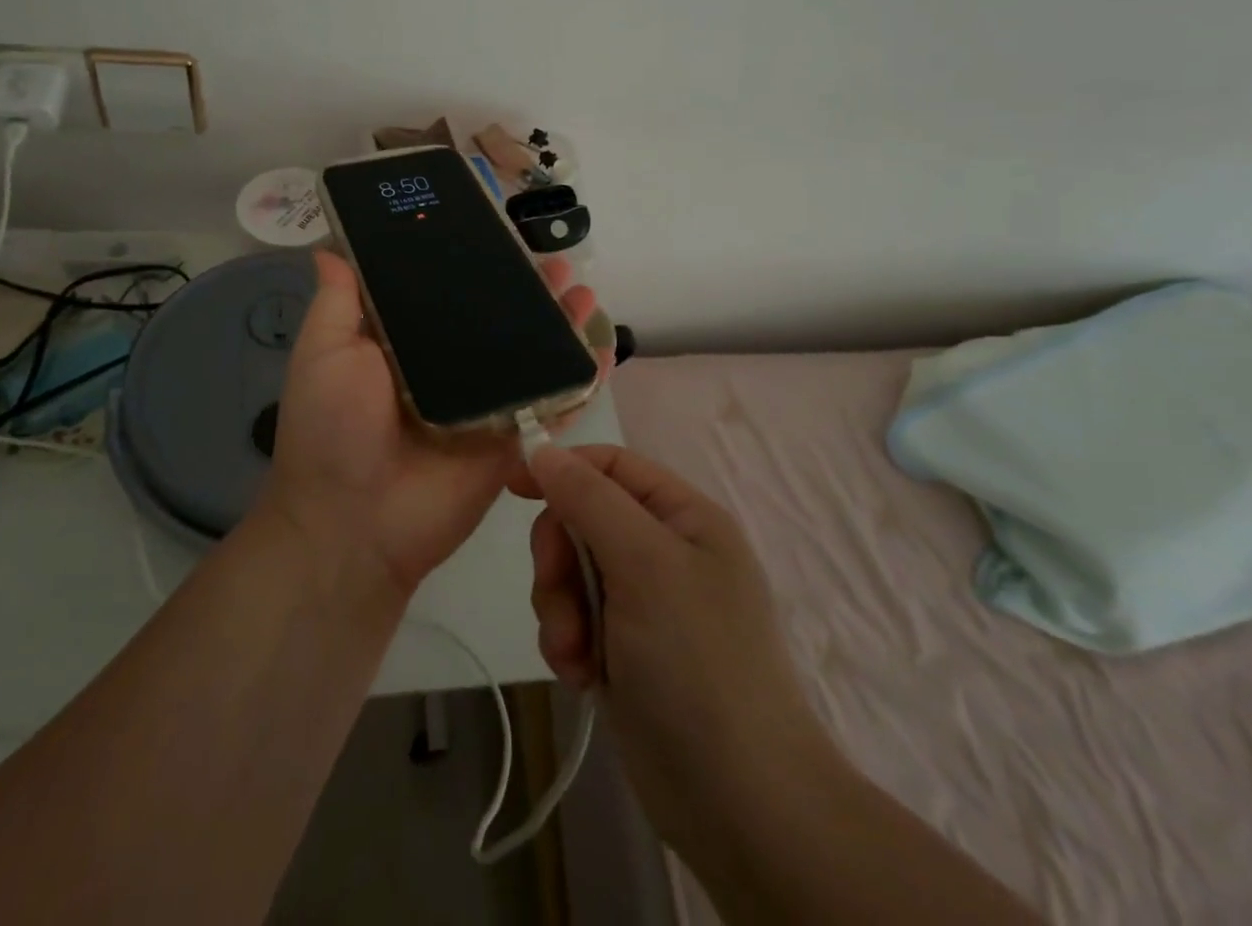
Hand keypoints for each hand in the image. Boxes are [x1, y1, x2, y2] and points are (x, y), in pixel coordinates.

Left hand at [264, 250, 605, 597]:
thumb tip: (330, 248)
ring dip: (561, 324)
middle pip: (497, 322)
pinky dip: (581, 378)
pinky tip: (602, 347)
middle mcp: (450, 370)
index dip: (472, 266)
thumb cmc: (332, 428)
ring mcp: (486, 405)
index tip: (496, 233)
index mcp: (406, 347)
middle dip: (527, 291)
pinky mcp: (512, 439)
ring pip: (531, 356)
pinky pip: (553, 403)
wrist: (355, 524)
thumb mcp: (324, 353)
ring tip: (582, 289)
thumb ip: (337, 302)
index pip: (447, 295)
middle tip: (554, 259)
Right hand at [519, 445, 826, 860]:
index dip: (562, 467)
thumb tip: (543, 449)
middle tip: (559, 593)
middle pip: (582, 518)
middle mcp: (664, 550)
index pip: (611, 464)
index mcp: (683, 516)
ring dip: (559, 607)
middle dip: (559, 557)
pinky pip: (574, 618)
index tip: (512, 487)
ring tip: (575, 652)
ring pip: (571, 571)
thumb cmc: (697, 662)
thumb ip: (590, 499)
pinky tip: (582, 677)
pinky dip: (568, 642)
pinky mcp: (624, 649)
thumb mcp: (645, 564)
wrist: (739, 802)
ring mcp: (645, 603)